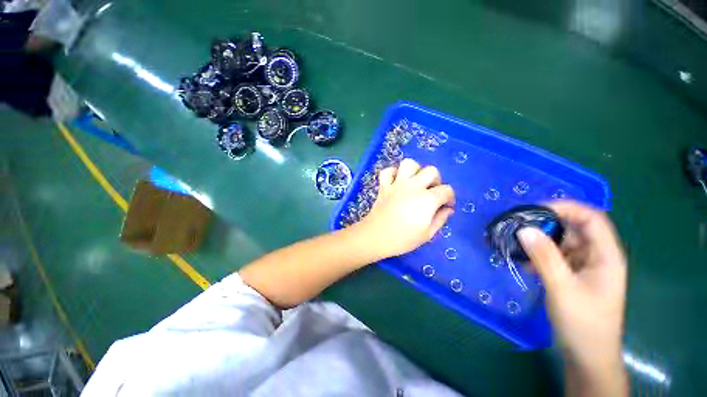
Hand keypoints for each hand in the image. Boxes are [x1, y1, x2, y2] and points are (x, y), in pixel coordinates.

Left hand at [359, 158, 454, 258]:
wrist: (376, 236)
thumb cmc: (403, 239)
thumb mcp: (427, 234)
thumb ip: (440, 219)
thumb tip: (448, 209)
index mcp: (427, 199)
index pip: (446, 190)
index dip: (450, 197)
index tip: (446, 206)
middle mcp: (413, 186)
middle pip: (431, 171)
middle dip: (436, 180)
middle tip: (432, 192)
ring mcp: (396, 184)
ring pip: (409, 164)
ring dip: (415, 170)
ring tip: (415, 182)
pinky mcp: (384, 185)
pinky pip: (388, 171)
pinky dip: (393, 173)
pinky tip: (397, 182)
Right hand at [517, 201, 626, 386]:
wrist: (587, 355)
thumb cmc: (583, 322)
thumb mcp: (562, 288)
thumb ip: (544, 257)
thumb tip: (524, 229)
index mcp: (605, 255)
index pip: (591, 218)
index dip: (566, 208)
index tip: (535, 209)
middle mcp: (597, 256)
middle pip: (574, 228)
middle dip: (547, 224)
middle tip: (518, 226)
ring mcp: (584, 266)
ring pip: (562, 242)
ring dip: (539, 241)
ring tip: (516, 243)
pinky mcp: (572, 275)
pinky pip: (555, 256)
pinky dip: (539, 255)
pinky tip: (524, 263)